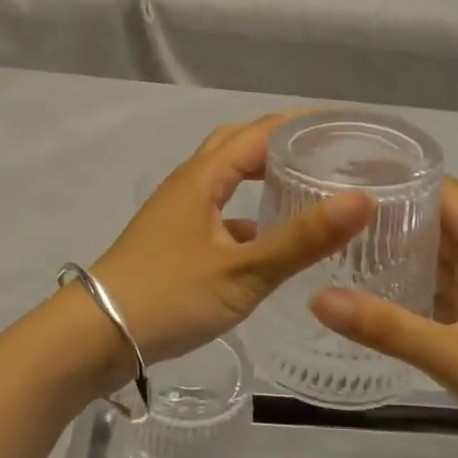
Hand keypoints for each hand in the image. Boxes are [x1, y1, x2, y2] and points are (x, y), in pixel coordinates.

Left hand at [90, 114, 373, 365]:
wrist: (96, 335)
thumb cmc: (169, 296)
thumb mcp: (243, 272)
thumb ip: (301, 240)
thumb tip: (362, 199)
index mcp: (204, 176)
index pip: (262, 131)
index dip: (304, 122)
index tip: (347, 123)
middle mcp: (190, 183)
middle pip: (240, 143)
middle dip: (283, 139)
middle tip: (329, 148)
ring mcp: (179, 211)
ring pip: (228, 176)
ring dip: (264, 171)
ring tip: (306, 182)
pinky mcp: (175, 238)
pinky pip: (221, 208)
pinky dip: (250, 210)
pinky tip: (272, 237)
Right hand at [310, 178, 457, 457]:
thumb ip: (389, 328)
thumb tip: (317, 299)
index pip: (445, 193)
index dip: (402, 176)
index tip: (348, 170)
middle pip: (436, 224)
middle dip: (389, 214)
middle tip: (327, 209)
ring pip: (436, 262)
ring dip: (396, 252)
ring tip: (336, 244)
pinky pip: (437, 297)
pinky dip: (407, 291)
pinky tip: (368, 296)